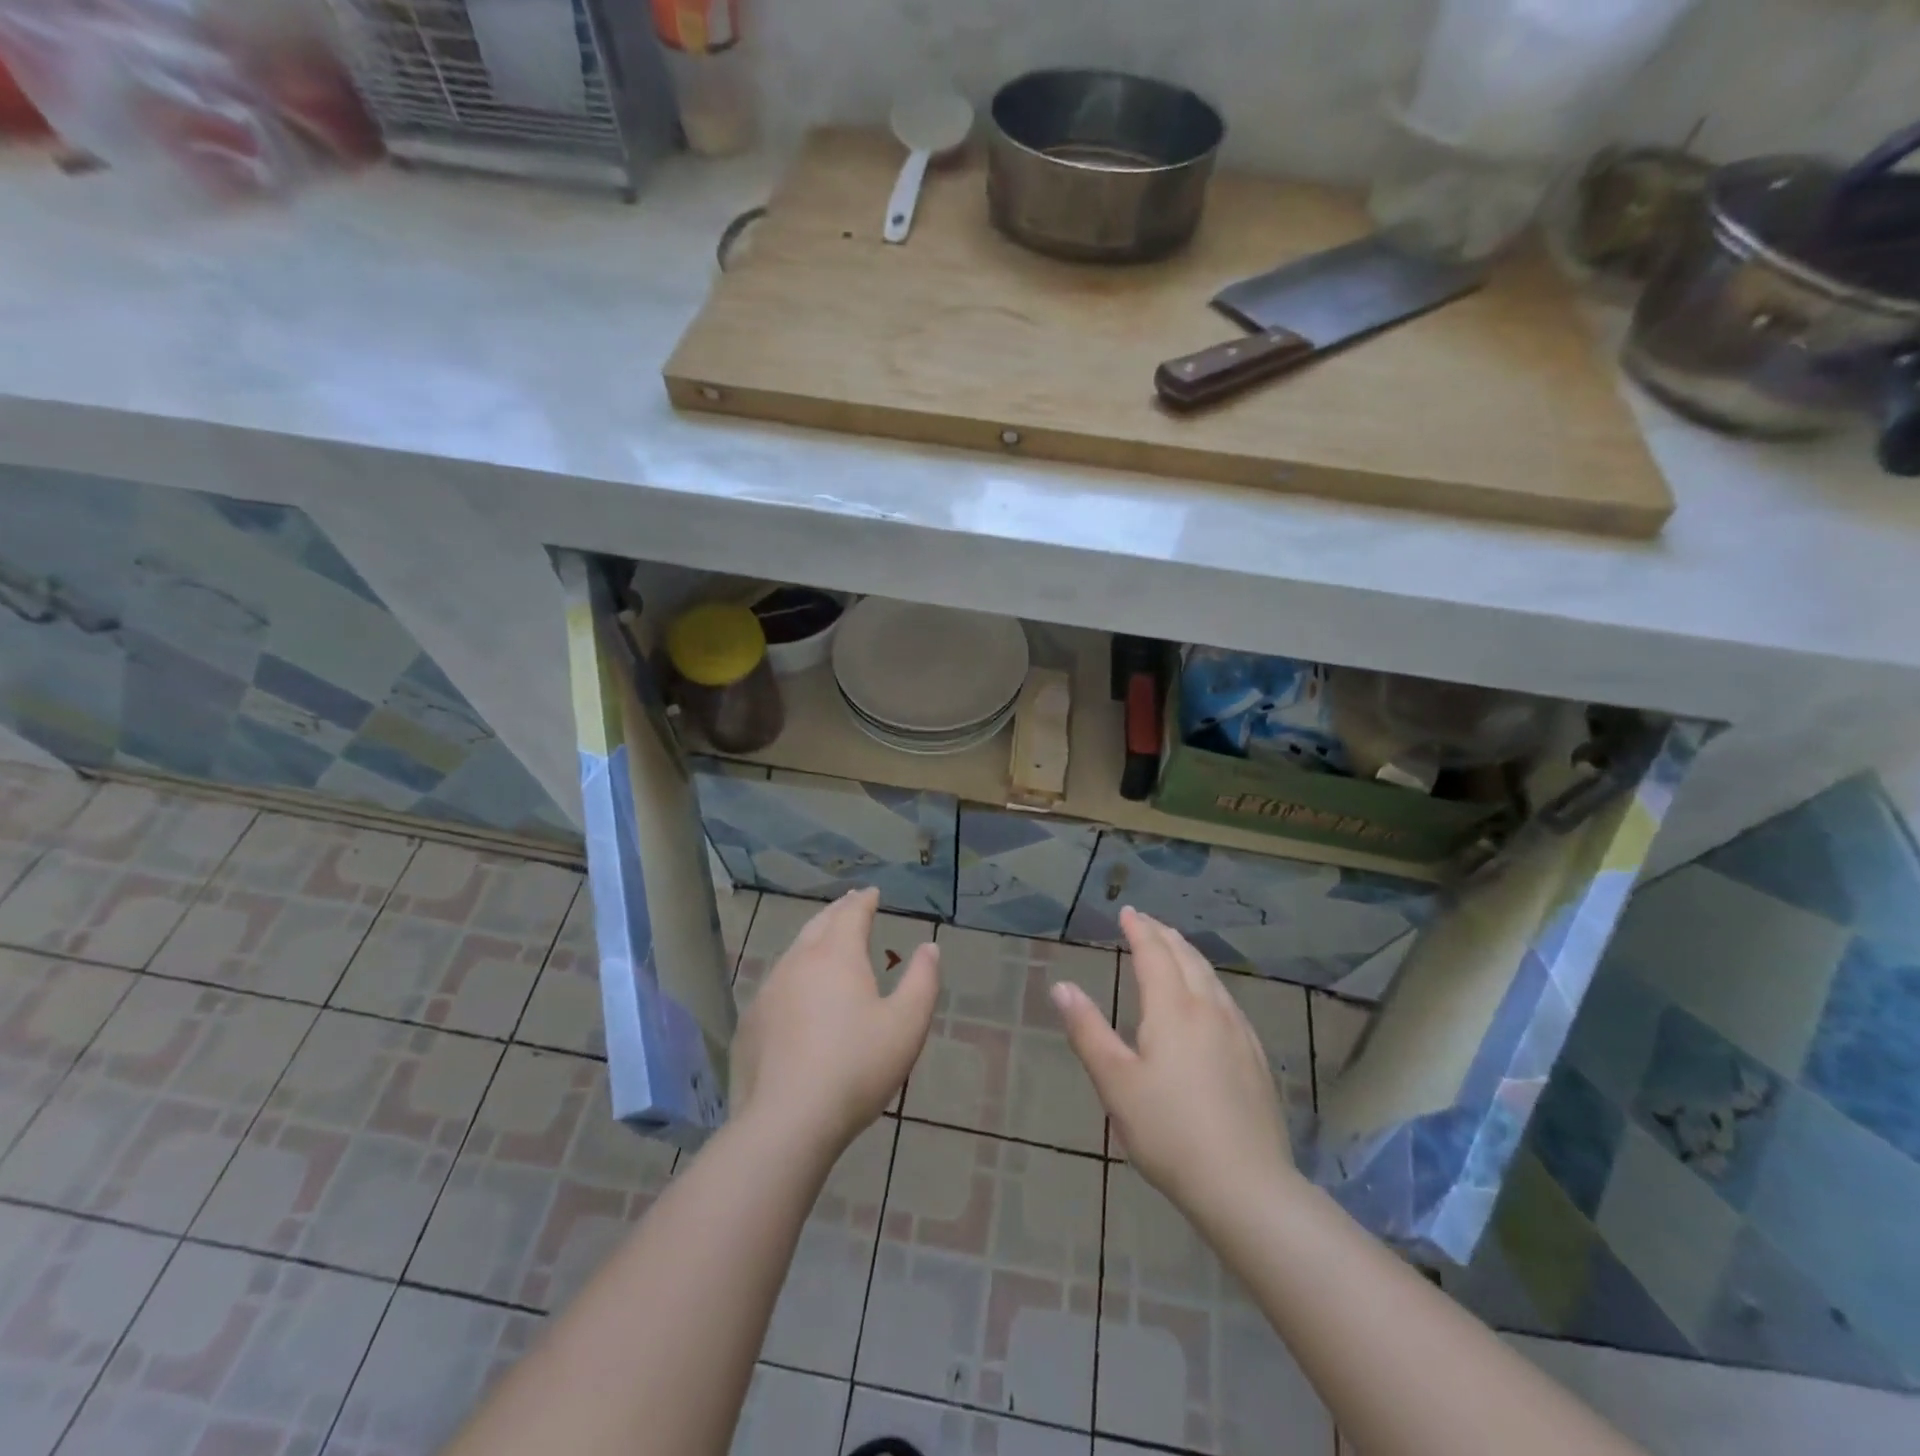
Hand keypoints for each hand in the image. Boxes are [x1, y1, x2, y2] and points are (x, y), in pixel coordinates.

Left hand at [730, 888, 938, 1157]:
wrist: (788, 1121)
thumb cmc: (857, 1067)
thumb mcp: (907, 1025)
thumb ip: (922, 981)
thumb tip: (929, 947)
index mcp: (837, 955)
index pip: (851, 914)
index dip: (864, 901)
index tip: (872, 894)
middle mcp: (799, 961)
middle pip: (819, 924)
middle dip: (838, 912)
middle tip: (850, 904)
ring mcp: (769, 990)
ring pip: (794, 951)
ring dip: (813, 939)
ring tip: (826, 940)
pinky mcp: (751, 1022)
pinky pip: (777, 983)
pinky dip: (794, 973)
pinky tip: (798, 991)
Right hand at [1052, 907, 1297, 1214]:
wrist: (1246, 1186)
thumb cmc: (1169, 1132)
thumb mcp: (1115, 1083)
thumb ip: (1088, 1031)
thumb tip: (1062, 986)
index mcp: (1173, 1010)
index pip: (1154, 954)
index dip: (1140, 930)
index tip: (1128, 912)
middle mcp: (1208, 1010)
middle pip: (1186, 958)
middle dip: (1164, 935)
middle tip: (1147, 922)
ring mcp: (1238, 1032)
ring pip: (1211, 977)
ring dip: (1188, 954)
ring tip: (1175, 947)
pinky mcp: (1255, 1057)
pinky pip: (1227, 1000)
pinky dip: (1209, 980)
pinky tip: (1210, 997)